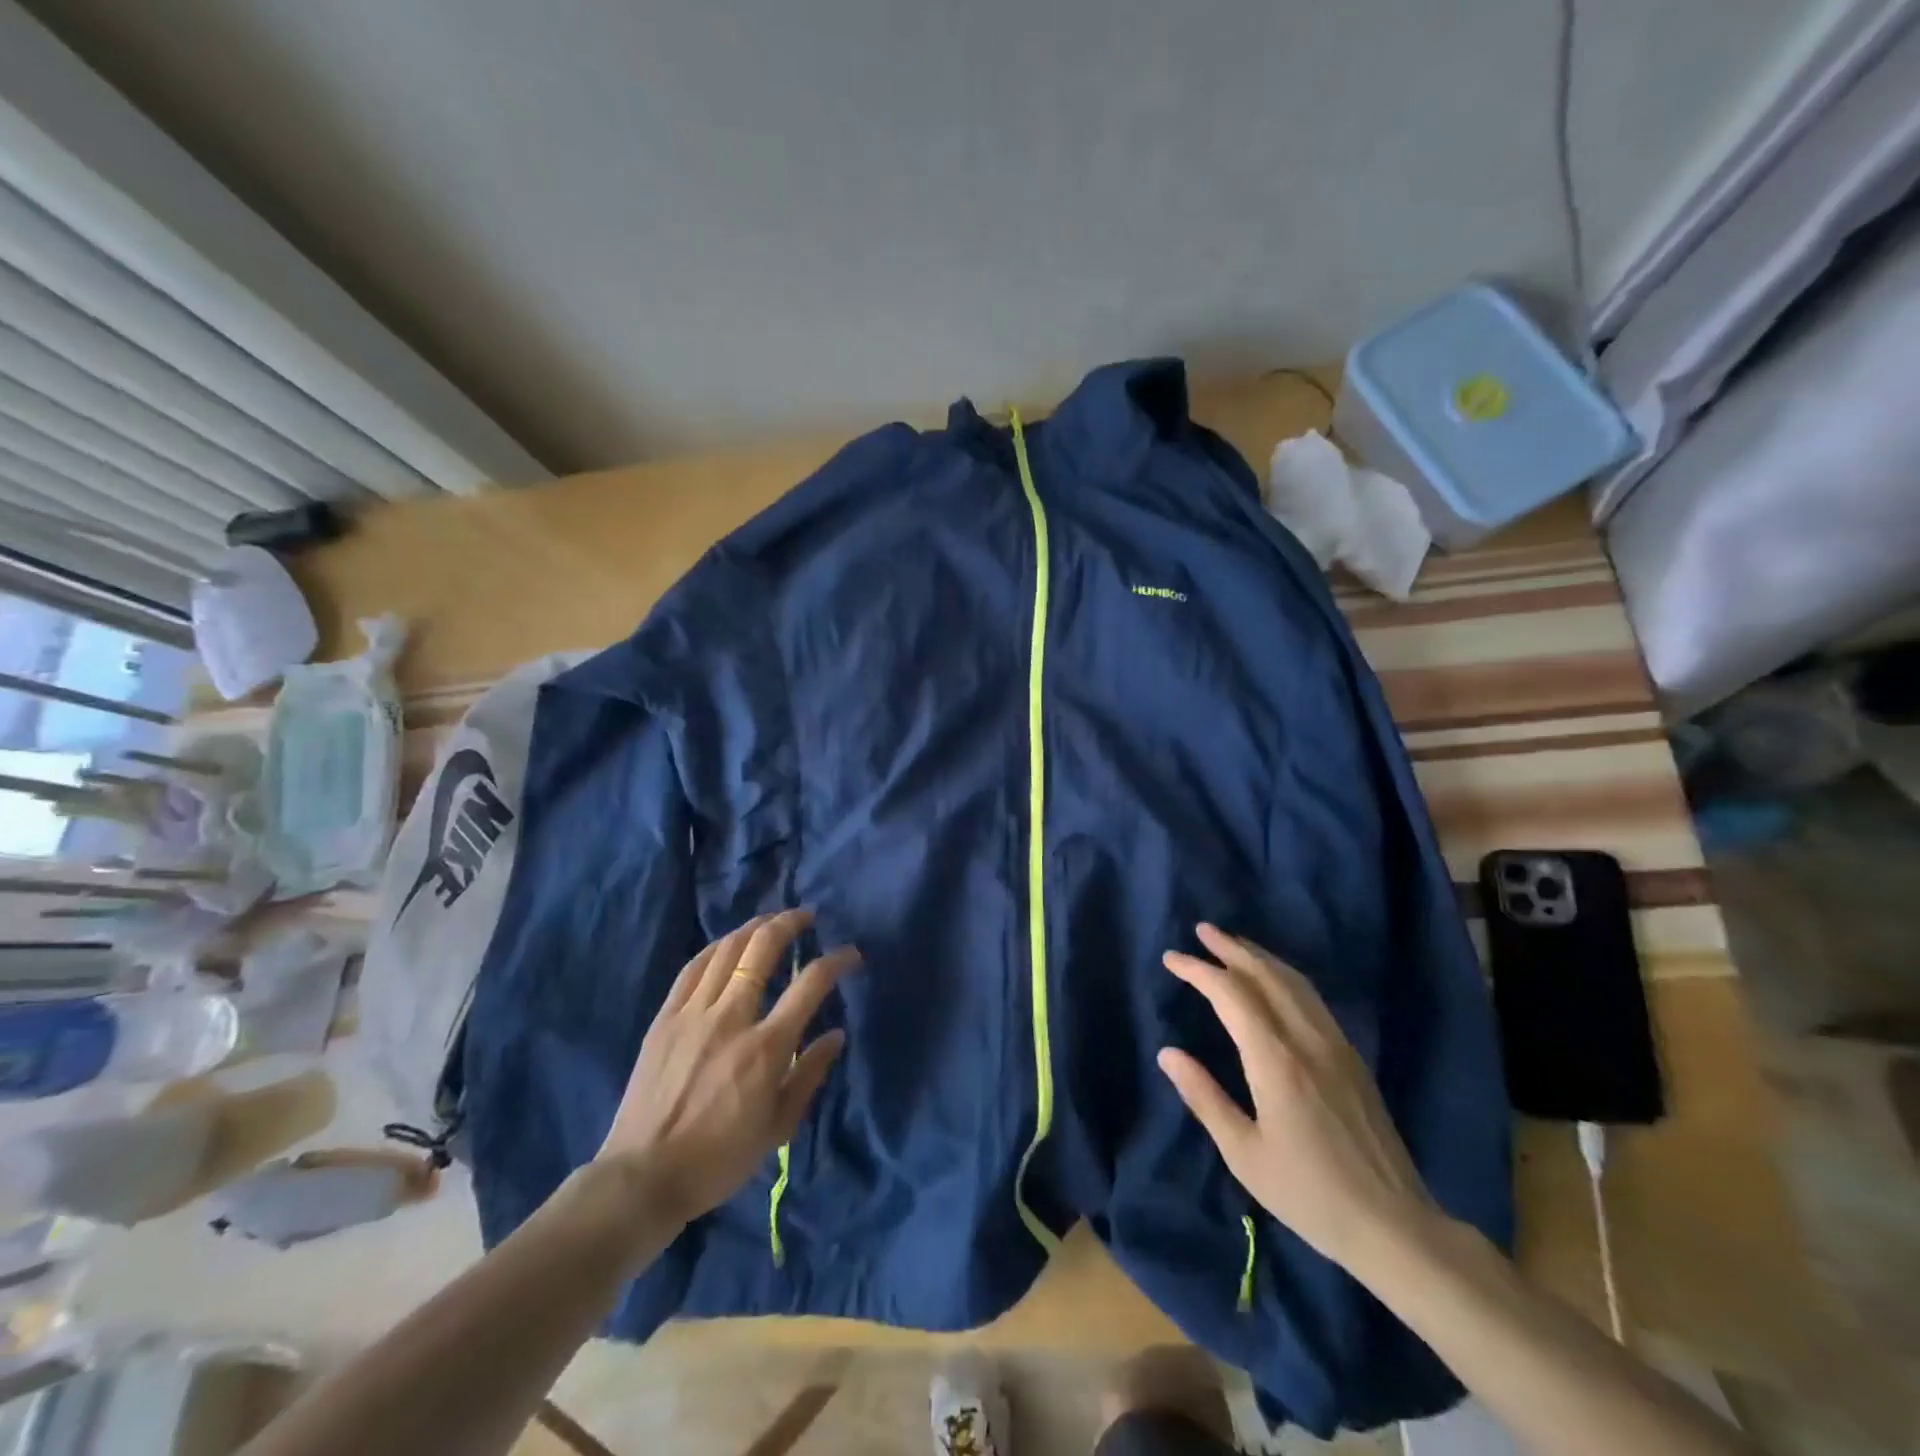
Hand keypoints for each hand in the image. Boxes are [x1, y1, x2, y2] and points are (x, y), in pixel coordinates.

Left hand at [598, 909, 858, 1228]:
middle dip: (789, 923)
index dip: (835, 961)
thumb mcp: (778, 1127)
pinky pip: (693, 968)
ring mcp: (693, 1014)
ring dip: (753, 927)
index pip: (809, 984)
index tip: (850, 954)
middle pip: (762, 949)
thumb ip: (810, 1074)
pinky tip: (727, 943)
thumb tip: (836, 1035)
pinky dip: (716, 947)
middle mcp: (731, 1018)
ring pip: (727, 950)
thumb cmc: (719, 1158)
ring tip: (771, 920)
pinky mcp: (665, 1018)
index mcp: (766, 1047)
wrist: (643, 1177)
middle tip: (806, 916)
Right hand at [1158, 924, 1440, 1277]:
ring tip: (1234, 944)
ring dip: (1260, 956)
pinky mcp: (1352, 1058)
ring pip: (1294, 982)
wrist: (1394, 1226)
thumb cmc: (1309, 1194)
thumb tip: (1167, 1053)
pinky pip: (1313, 999)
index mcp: (1276, 1061)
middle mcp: (1307, 1040)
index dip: (1199, 971)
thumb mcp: (1244, 1154)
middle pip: (1266, 976)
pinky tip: (1275, 981)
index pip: (1231, 995)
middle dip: (1231, 948)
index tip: (1172, 958)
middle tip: (1202, 931)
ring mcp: (1336, 1045)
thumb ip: (1204, 1097)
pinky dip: (1285, 976)